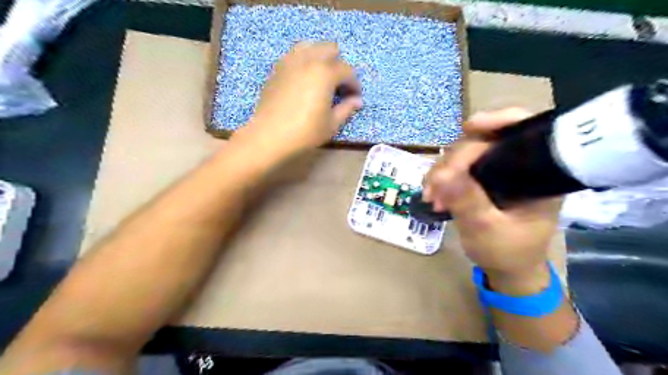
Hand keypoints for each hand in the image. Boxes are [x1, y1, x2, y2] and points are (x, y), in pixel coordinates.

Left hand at [238, 41, 363, 158]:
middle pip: (330, 49)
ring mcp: (290, 61)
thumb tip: (357, 101)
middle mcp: (308, 59)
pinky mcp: (277, 68)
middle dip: (339, 65)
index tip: (355, 97)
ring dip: (320, 57)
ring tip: (321, 77)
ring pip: (310, 46)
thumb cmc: (305, 132)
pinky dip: (304, 61)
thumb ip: (347, 109)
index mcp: (325, 72)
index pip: (347, 71)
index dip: (354, 84)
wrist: (269, 136)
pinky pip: (294, 55)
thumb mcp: (331, 124)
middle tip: (338, 86)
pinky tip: (304, 79)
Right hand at [422, 109, 561, 292]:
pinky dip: (440, 178)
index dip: (498, 120)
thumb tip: (442, 175)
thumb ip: (468, 202)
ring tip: (431, 196)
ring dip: (441, 170)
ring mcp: (496, 171)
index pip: (522, 131)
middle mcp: (518, 165)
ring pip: (463, 153)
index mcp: (538, 174)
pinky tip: (432, 193)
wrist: (506, 268)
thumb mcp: (488, 231)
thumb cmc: (508, 252)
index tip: (469, 127)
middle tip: (435, 186)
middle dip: (454, 160)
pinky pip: (455, 167)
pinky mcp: (479, 179)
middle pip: (483, 141)